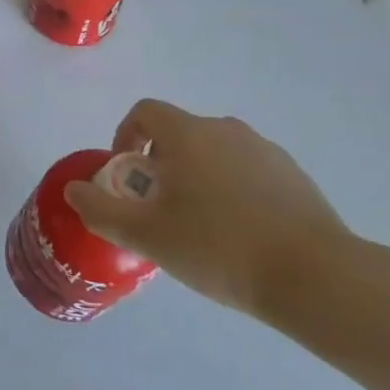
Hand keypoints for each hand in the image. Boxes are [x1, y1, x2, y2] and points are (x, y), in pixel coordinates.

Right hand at [64, 98, 351, 322]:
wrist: (316, 277)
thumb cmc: (219, 248)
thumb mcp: (147, 236)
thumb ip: (102, 210)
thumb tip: (73, 190)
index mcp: (188, 134)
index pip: (145, 112)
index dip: (126, 136)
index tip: (127, 175)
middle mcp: (225, 129)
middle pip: (179, 133)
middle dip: (160, 164)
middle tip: (159, 208)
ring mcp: (264, 150)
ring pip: (214, 152)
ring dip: (197, 176)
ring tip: (200, 225)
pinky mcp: (293, 175)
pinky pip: (247, 170)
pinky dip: (232, 189)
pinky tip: (240, 234)